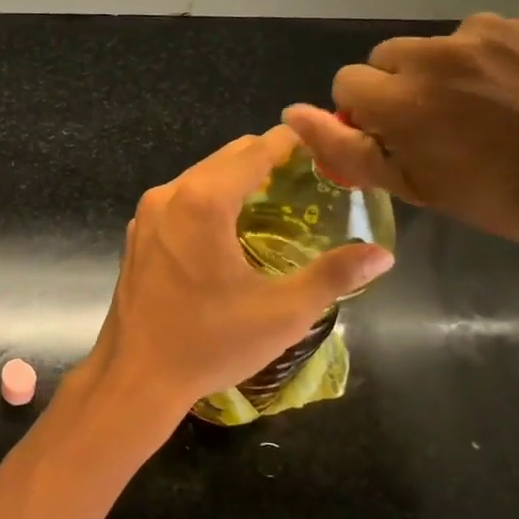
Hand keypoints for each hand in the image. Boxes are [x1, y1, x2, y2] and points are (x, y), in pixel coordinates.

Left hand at [84, 126, 393, 445]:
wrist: (136, 375)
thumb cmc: (210, 342)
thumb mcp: (282, 313)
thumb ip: (333, 276)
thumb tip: (381, 254)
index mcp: (203, 202)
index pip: (255, 151)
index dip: (292, 142)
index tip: (324, 142)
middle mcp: (169, 195)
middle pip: (226, 158)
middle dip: (266, 158)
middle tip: (308, 176)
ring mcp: (146, 214)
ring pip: (200, 177)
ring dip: (236, 179)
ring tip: (276, 198)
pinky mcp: (137, 234)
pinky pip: (179, 199)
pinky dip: (208, 198)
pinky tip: (231, 226)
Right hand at [282, 14, 518, 257]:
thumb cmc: (515, 199)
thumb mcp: (420, 190)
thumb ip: (348, 150)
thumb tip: (293, 115)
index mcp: (402, 100)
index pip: (346, 83)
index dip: (364, 114)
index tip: (397, 141)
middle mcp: (434, 55)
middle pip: (384, 59)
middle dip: (397, 89)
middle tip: (438, 129)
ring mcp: (483, 35)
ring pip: (430, 48)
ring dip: (439, 74)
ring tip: (485, 112)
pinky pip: (476, 39)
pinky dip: (481, 63)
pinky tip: (518, 94)